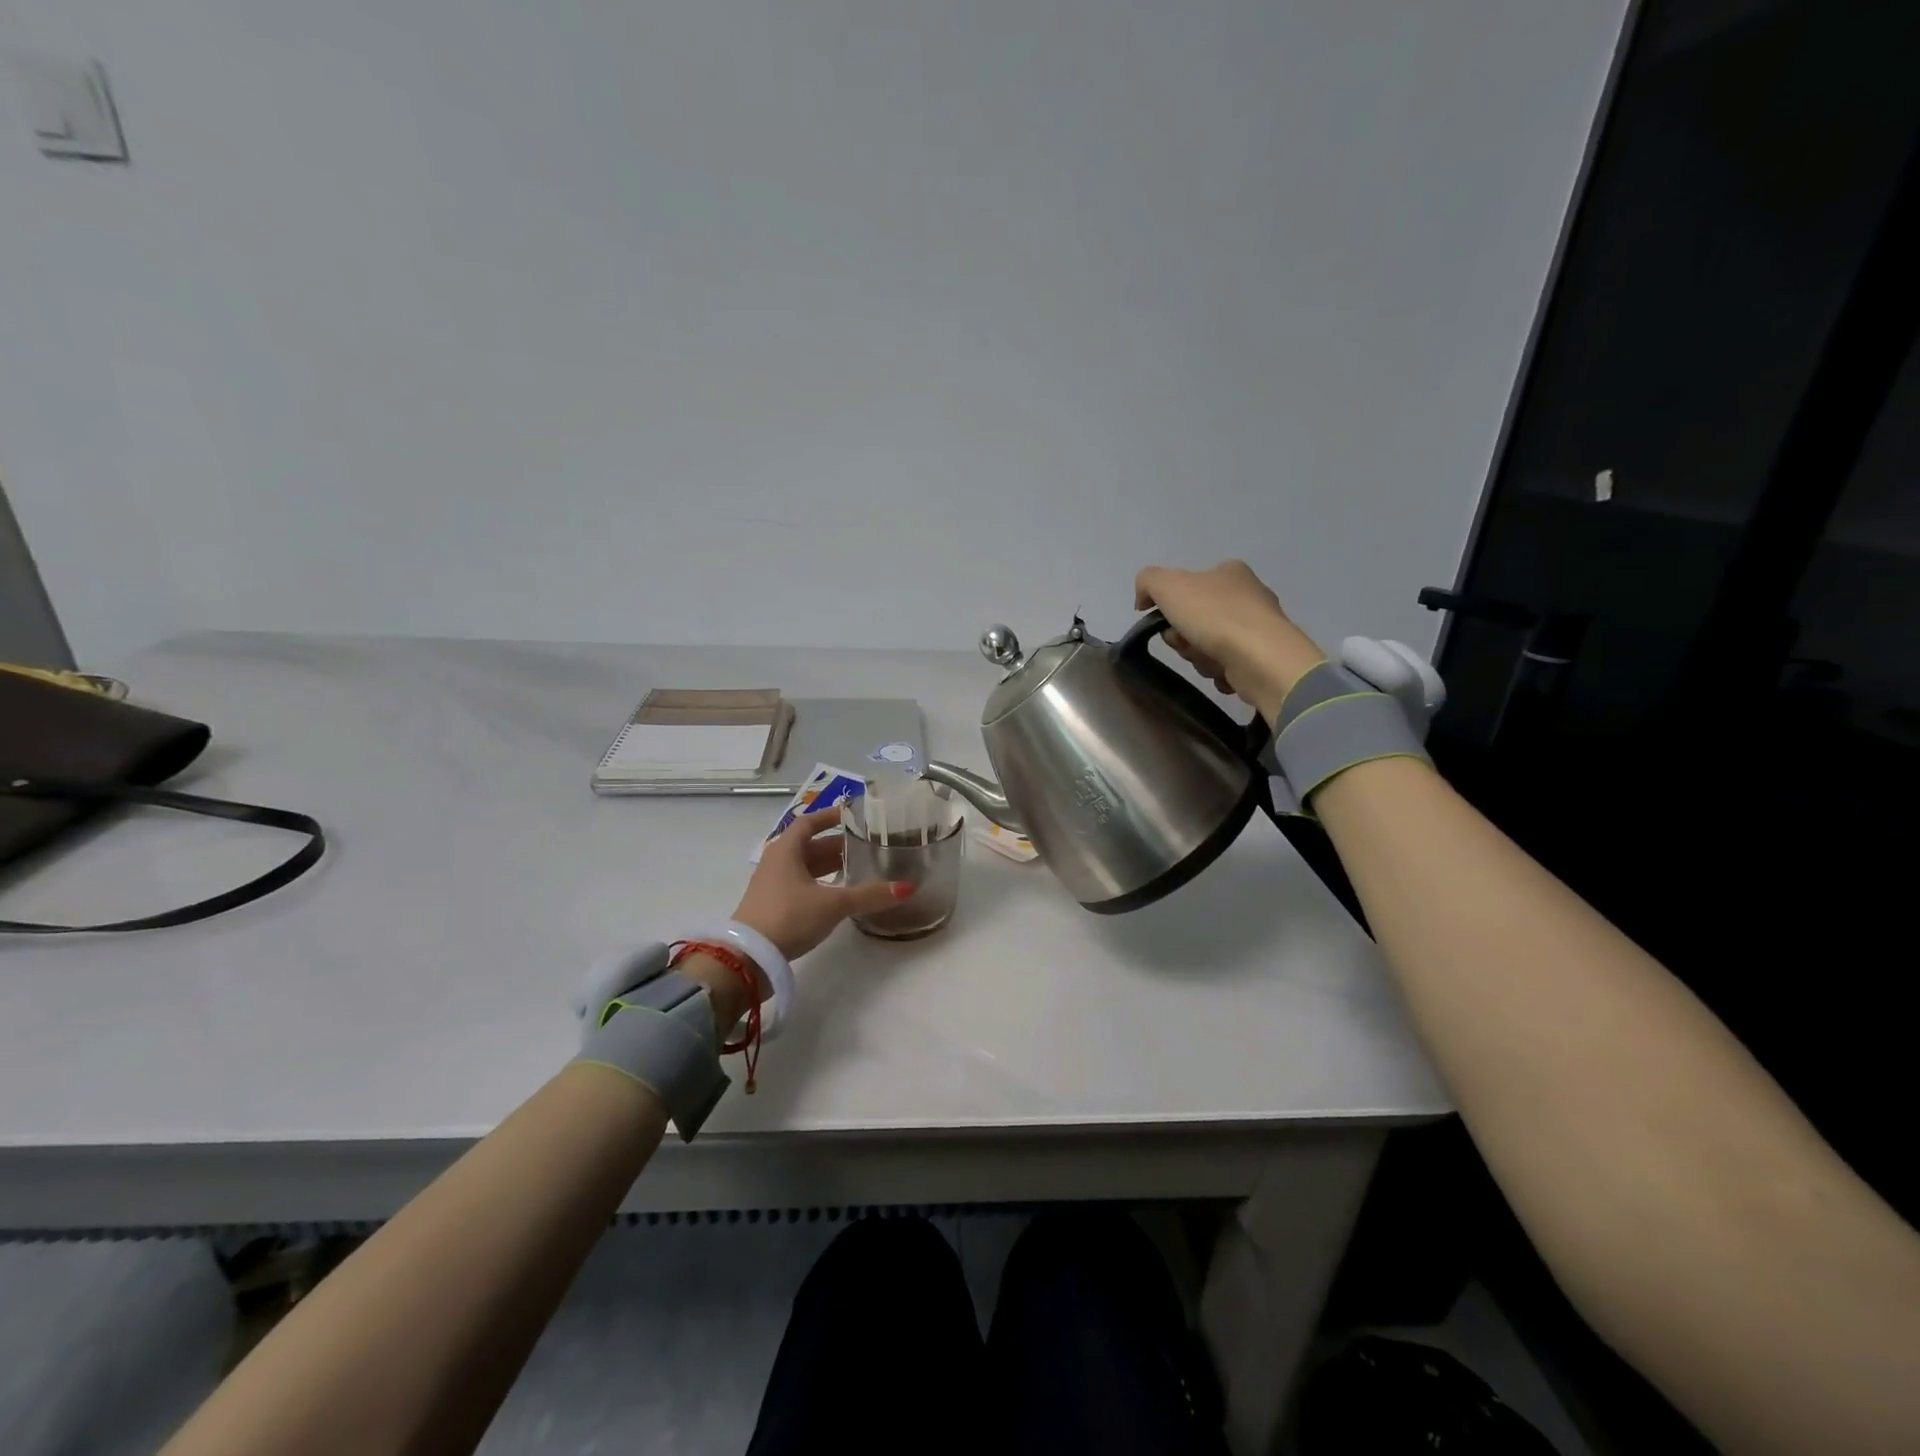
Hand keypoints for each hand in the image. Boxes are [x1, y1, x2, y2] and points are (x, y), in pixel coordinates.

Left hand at [732, 804, 912, 961]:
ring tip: (858, 869)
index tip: (853, 815)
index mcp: (786, 849)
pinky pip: (799, 884)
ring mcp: (771, 884)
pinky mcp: (771, 905)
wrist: (748, 958)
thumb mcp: (833, 904)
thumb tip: (907, 887)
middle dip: (837, 845)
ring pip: (805, 866)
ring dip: (829, 866)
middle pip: (809, 845)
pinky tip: (837, 894)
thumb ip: (869, 895)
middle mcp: (776, 861)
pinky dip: (820, 883)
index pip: (809, 822)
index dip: (831, 816)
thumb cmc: (789, 917)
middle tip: (866, 846)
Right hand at [1134, 560, 1324, 717]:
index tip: (1169, 624)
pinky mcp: (1263, 657)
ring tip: (1211, 661)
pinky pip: (1227, 666)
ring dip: (1200, 657)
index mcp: (1229, 572)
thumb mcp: (1168, 585)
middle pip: (1194, 621)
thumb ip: (1147, 582)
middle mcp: (1247, 595)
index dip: (1170, 609)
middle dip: (1184, 638)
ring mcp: (1257, 627)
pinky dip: (1220, 672)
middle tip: (1188, 644)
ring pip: (1208, 646)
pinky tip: (1226, 672)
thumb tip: (1143, 600)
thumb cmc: (1214, 616)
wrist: (1260, 658)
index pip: (1186, 588)